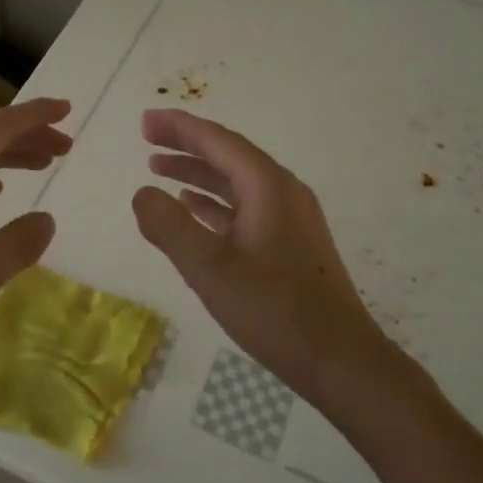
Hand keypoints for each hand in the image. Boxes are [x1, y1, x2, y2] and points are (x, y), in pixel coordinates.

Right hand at [132, 108, 398, 407]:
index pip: (218, 142)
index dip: (179, 128)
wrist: (340, 361)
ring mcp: (291, 219)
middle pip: (228, 156)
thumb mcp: (210, 269)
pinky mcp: (291, 244)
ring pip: (237, 183)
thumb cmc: (274, 311)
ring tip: (158, 169)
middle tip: (147, 140)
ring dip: (198, 174)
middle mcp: (283, 192)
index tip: (145, 121)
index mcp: (269, 187)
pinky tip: (193, 210)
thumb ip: (169, 227)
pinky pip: (246, 208)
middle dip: (187, 145)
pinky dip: (215, 203)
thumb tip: (142, 193)